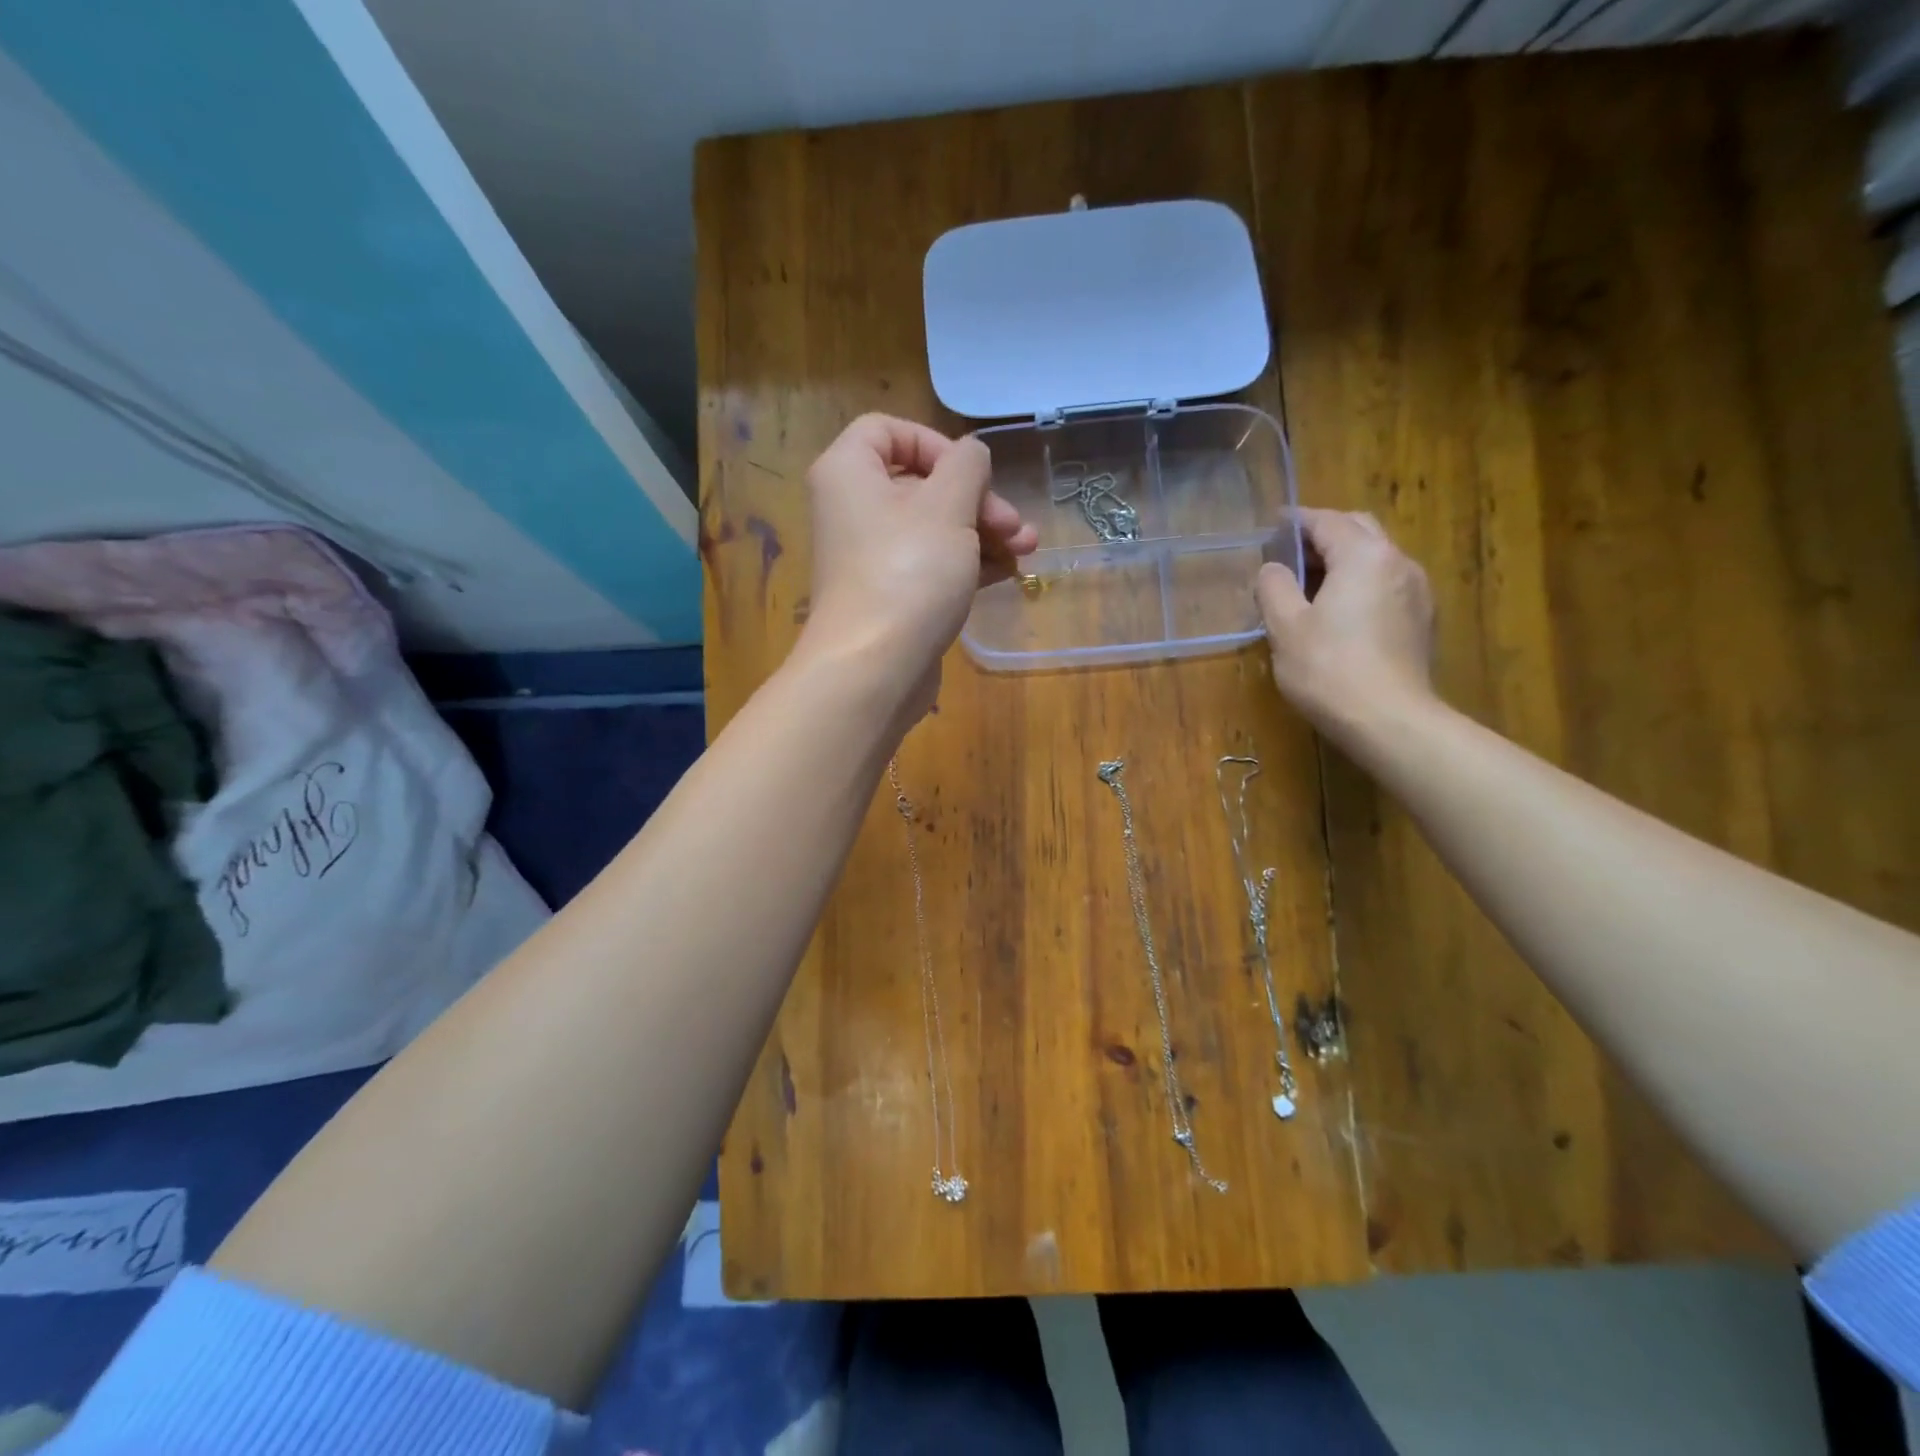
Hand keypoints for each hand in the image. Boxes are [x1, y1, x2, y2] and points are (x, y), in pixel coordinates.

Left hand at [795, 414, 1036, 713]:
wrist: (875, 669)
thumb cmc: (909, 573)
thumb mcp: (948, 505)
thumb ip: (967, 466)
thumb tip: (971, 455)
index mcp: (849, 472)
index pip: (888, 430)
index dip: (936, 444)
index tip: (972, 474)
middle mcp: (853, 509)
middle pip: (921, 484)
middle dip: (977, 500)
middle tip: (1015, 527)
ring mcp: (871, 557)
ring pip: (933, 527)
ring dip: (983, 533)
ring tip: (1026, 551)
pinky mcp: (890, 595)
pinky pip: (931, 564)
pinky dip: (966, 563)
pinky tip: (1007, 573)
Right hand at [1255, 509, 1436, 741]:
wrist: (1388, 720)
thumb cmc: (1329, 668)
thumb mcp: (1285, 627)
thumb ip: (1275, 587)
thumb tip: (1273, 569)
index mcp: (1364, 556)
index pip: (1327, 522)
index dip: (1297, 520)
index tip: (1272, 525)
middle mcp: (1398, 562)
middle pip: (1359, 530)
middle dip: (1325, 533)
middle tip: (1290, 551)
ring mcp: (1416, 591)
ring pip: (1376, 557)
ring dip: (1344, 558)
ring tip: (1310, 581)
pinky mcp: (1421, 619)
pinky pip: (1386, 583)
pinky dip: (1360, 582)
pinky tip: (1339, 609)